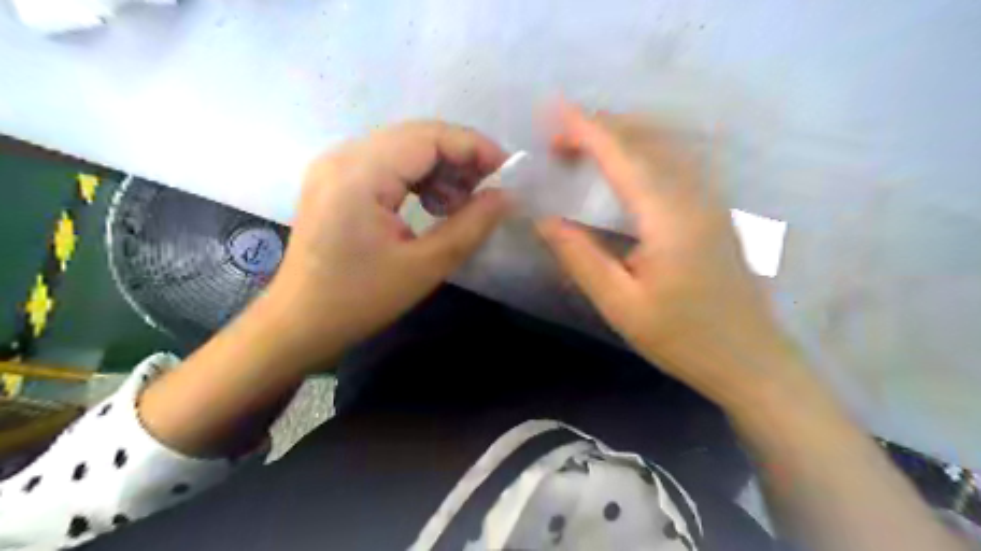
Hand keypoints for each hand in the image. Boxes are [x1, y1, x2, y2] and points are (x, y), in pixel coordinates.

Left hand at [267, 120, 509, 361]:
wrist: (299, 322)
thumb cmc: (359, 300)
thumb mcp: (424, 267)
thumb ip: (471, 226)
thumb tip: (507, 197)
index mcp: (360, 173)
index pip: (429, 137)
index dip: (474, 148)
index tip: (508, 172)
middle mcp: (343, 155)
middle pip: (416, 136)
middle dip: (460, 158)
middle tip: (489, 190)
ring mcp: (335, 164)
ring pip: (403, 147)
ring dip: (440, 168)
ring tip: (461, 204)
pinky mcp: (335, 179)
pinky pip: (387, 162)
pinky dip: (418, 177)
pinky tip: (432, 205)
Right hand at [536, 104, 804, 403]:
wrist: (751, 359)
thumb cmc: (683, 338)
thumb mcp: (621, 305)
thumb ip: (581, 258)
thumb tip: (546, 220)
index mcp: (669, 217)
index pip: (622, 155)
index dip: (585, 129)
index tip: (550, 113)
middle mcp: (694, 195)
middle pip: (646, 137)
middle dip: (599, 127)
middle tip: (556, 143)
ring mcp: (710, 199)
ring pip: (664, 143)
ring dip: (620, 134)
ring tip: (582, 149)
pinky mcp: (714, 209)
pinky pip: (674, 160)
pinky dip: (641, 148)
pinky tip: (622, 166)